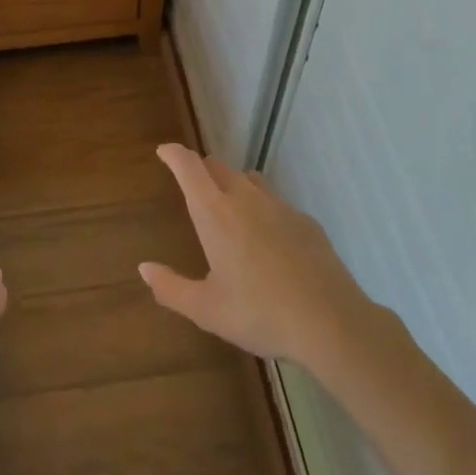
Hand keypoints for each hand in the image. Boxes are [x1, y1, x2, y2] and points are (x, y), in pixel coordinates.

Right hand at [140, 144, 376, 373]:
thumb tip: (144, 268)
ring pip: (250, 180)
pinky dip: (263, 208)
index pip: (189, 167)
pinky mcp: (305, 221)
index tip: (164, 152)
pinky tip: (268, 239)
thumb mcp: (206, 310)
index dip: (174, 154)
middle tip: (193, 185)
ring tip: (229, 207)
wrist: (331, 322)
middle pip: (218, 167)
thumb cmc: (259, 314)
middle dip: (202, 169)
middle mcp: (245, 199)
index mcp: (215, 214)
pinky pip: (276, 202)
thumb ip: (171, 288)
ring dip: (233, 184)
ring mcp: (280, 207)